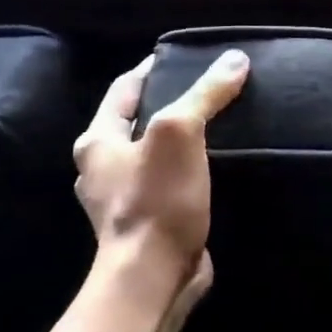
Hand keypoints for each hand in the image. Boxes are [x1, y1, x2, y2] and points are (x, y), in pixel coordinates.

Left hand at [73, 49, 249, 309]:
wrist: (154, 275)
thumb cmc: (157, 198)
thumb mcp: (180, 132)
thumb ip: (205, 94)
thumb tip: (235, 59)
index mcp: (97, 142)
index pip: (124, 90)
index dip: (151, 69)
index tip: (181, 56)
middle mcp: (102, 169)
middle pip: (136, 123)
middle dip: (166, 104)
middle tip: (206, 89)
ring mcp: (124, 200)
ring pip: (153, 155)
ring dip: (179, 140)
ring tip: (216, 125)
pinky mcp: (149, 223)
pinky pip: (169, 184)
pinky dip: (188, 170)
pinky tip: (214, 169)